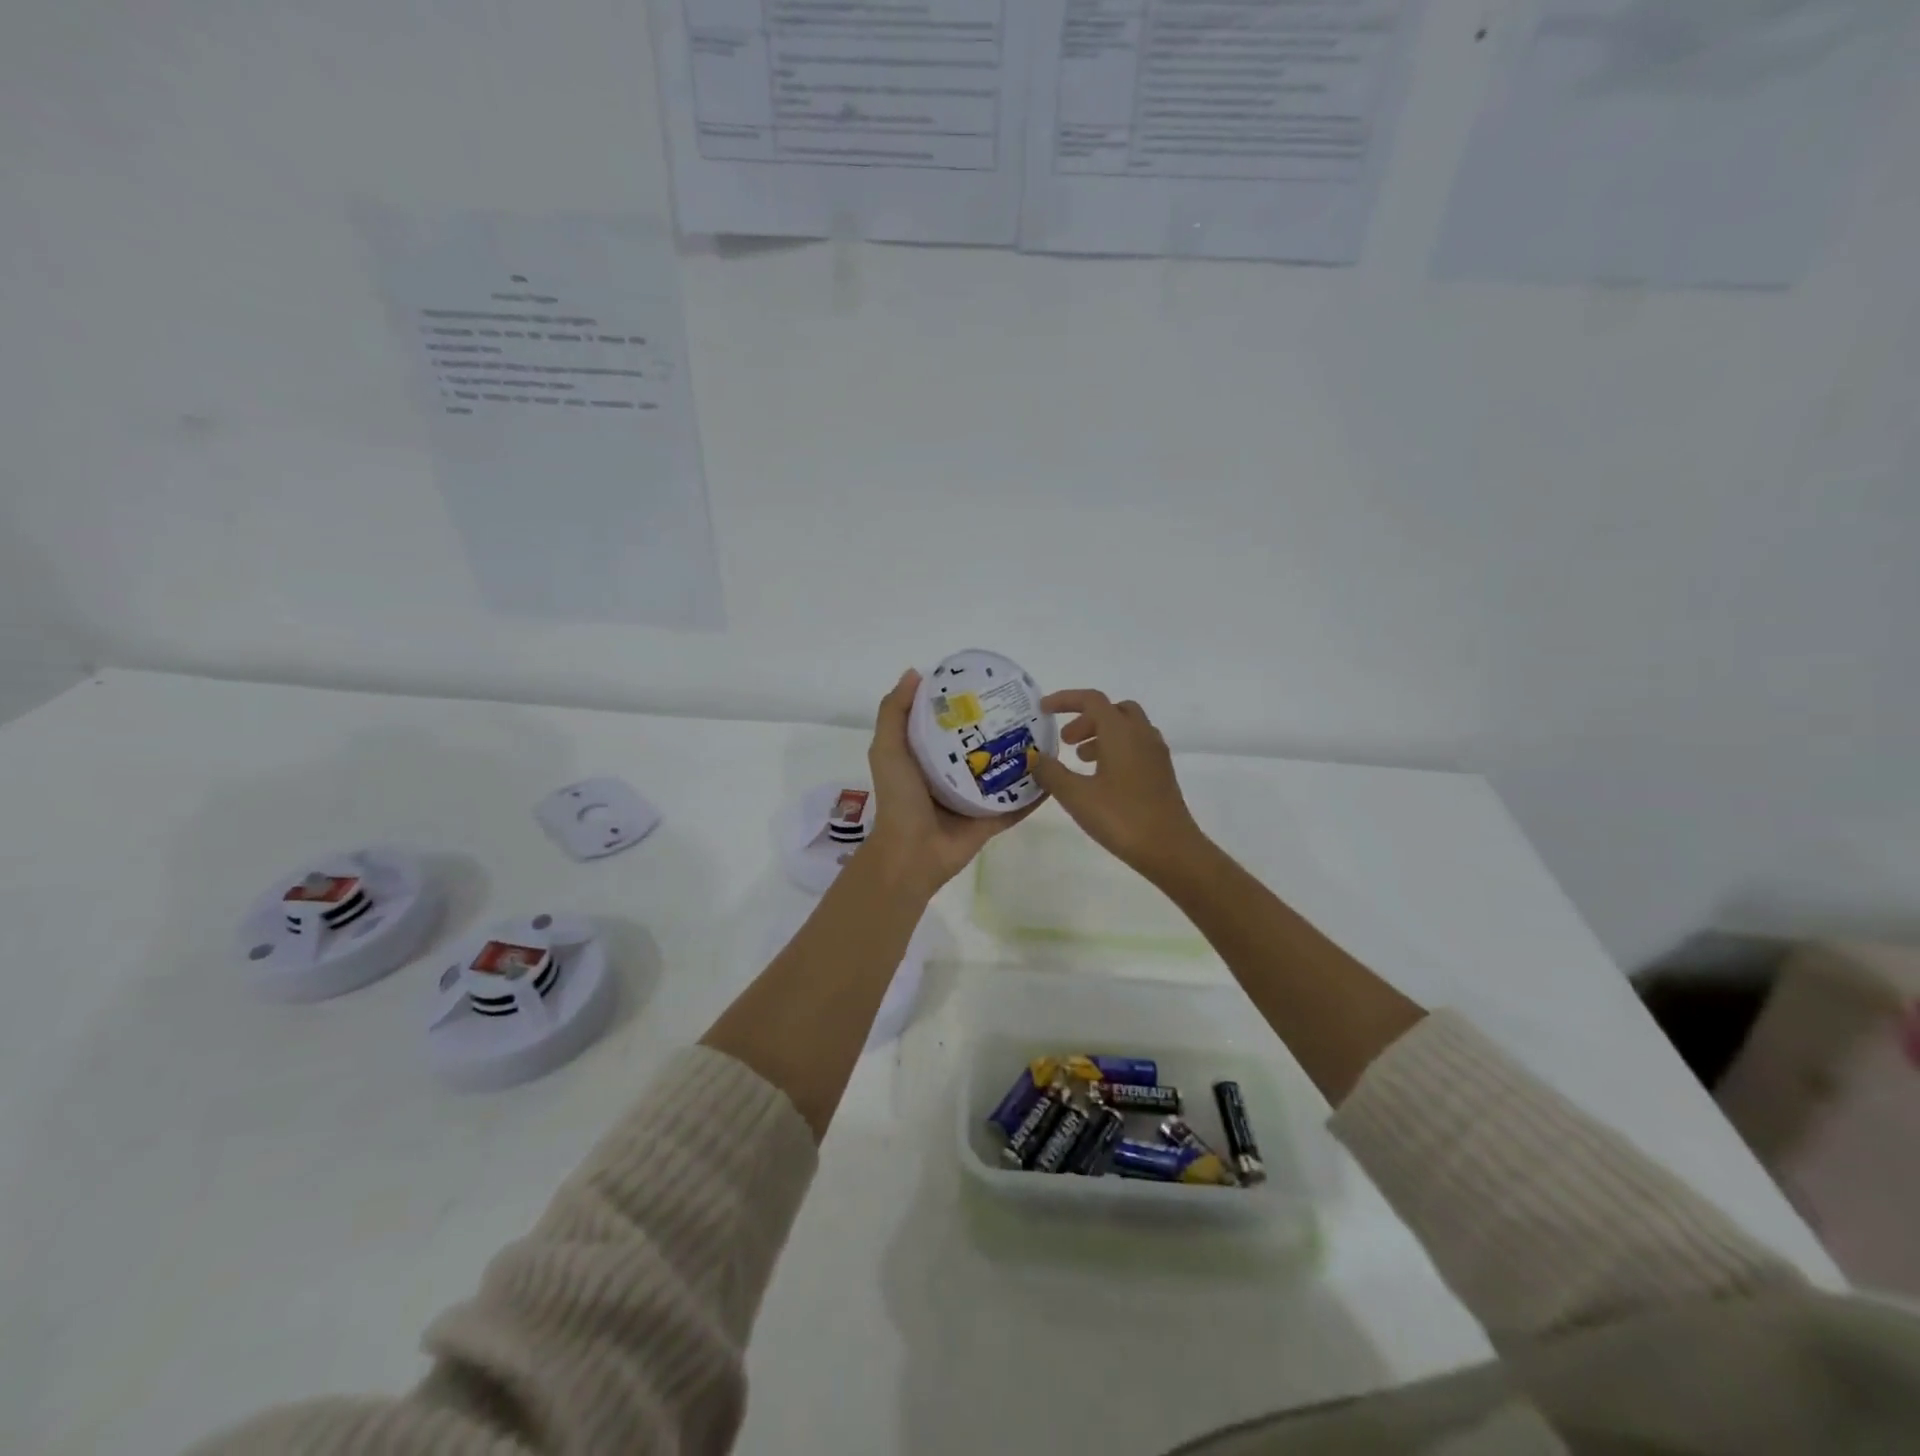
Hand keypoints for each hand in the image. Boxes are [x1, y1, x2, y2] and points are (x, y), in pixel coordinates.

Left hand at [863, 669, 1036, 898]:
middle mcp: (953, 773)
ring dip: (1022, 756)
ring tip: (1047, 733)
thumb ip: (895, 713)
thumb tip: (915, 673)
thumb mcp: (887, 749)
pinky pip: (1018, 802)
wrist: (911, 854)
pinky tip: (1055, 772)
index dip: (965, 702)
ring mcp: (975, 798)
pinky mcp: (992, 819)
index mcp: (928, 756)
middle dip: (1000, 726)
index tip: (987, 682)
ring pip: (1003, 771)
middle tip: (1027, 705)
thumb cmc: (899, 798)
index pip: (950, 723)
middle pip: (982, 745)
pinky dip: (1035, 791)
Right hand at [1029, 691, 1206, 881]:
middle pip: (1113, 710)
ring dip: (1101, 735)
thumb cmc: (1121, 817)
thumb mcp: (1076, 796)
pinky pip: (1136, 746)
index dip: (1065, 700)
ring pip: (1127, 728)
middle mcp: (1141, 734)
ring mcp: (1155, 754)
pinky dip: (1115, 749)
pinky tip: (1101, 778)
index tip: (1043, 710)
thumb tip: (1033, 756)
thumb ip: (1051, 772)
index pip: (1092, 700)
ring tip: (1079, 761)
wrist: (1170, 849)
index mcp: (1121, 732)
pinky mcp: (1162, 773)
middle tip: (1065, 741)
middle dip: (1085, 719)